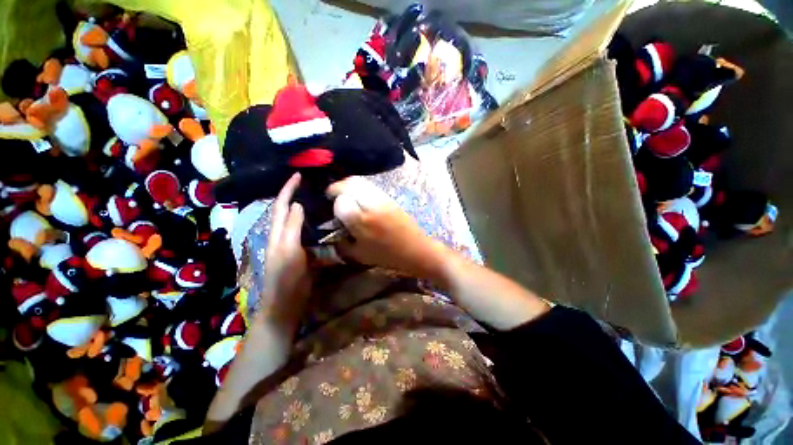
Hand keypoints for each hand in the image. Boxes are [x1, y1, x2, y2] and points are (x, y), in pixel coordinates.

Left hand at [259, 173, 310, 326]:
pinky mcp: (300, 250)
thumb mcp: (289, 250)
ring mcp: (291, 242)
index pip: (281, 205)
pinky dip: (312, 222)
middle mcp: (281, 234)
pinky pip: (306, 232)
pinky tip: (322, 220)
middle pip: (286, 210)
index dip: (288, 189)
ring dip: (303, 207)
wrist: (285, 301)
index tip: (298, 175)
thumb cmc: (285, 277)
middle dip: (294, 194)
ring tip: (317, 197)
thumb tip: (298, 205)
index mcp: (276, 232)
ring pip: (296, 220)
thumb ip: (292, 227)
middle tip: (309, 184)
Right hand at [326, 176, 446, 278]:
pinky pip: (371, 186)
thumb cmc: (388, 256)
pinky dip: (361, 187)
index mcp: (361, 221)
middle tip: (333, 195)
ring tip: (346, 195)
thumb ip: (342, 244)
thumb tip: (333, 233)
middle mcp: (371, 205)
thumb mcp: (360, 255)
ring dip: (349, 185)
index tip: (334, 211)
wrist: (416, 249)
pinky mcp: (390, 198)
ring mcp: (382, 199)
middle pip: (350, 184)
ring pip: (361, 181)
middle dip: (338, 187)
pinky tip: (360, 197)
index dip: (335, 205)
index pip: (341, 202)